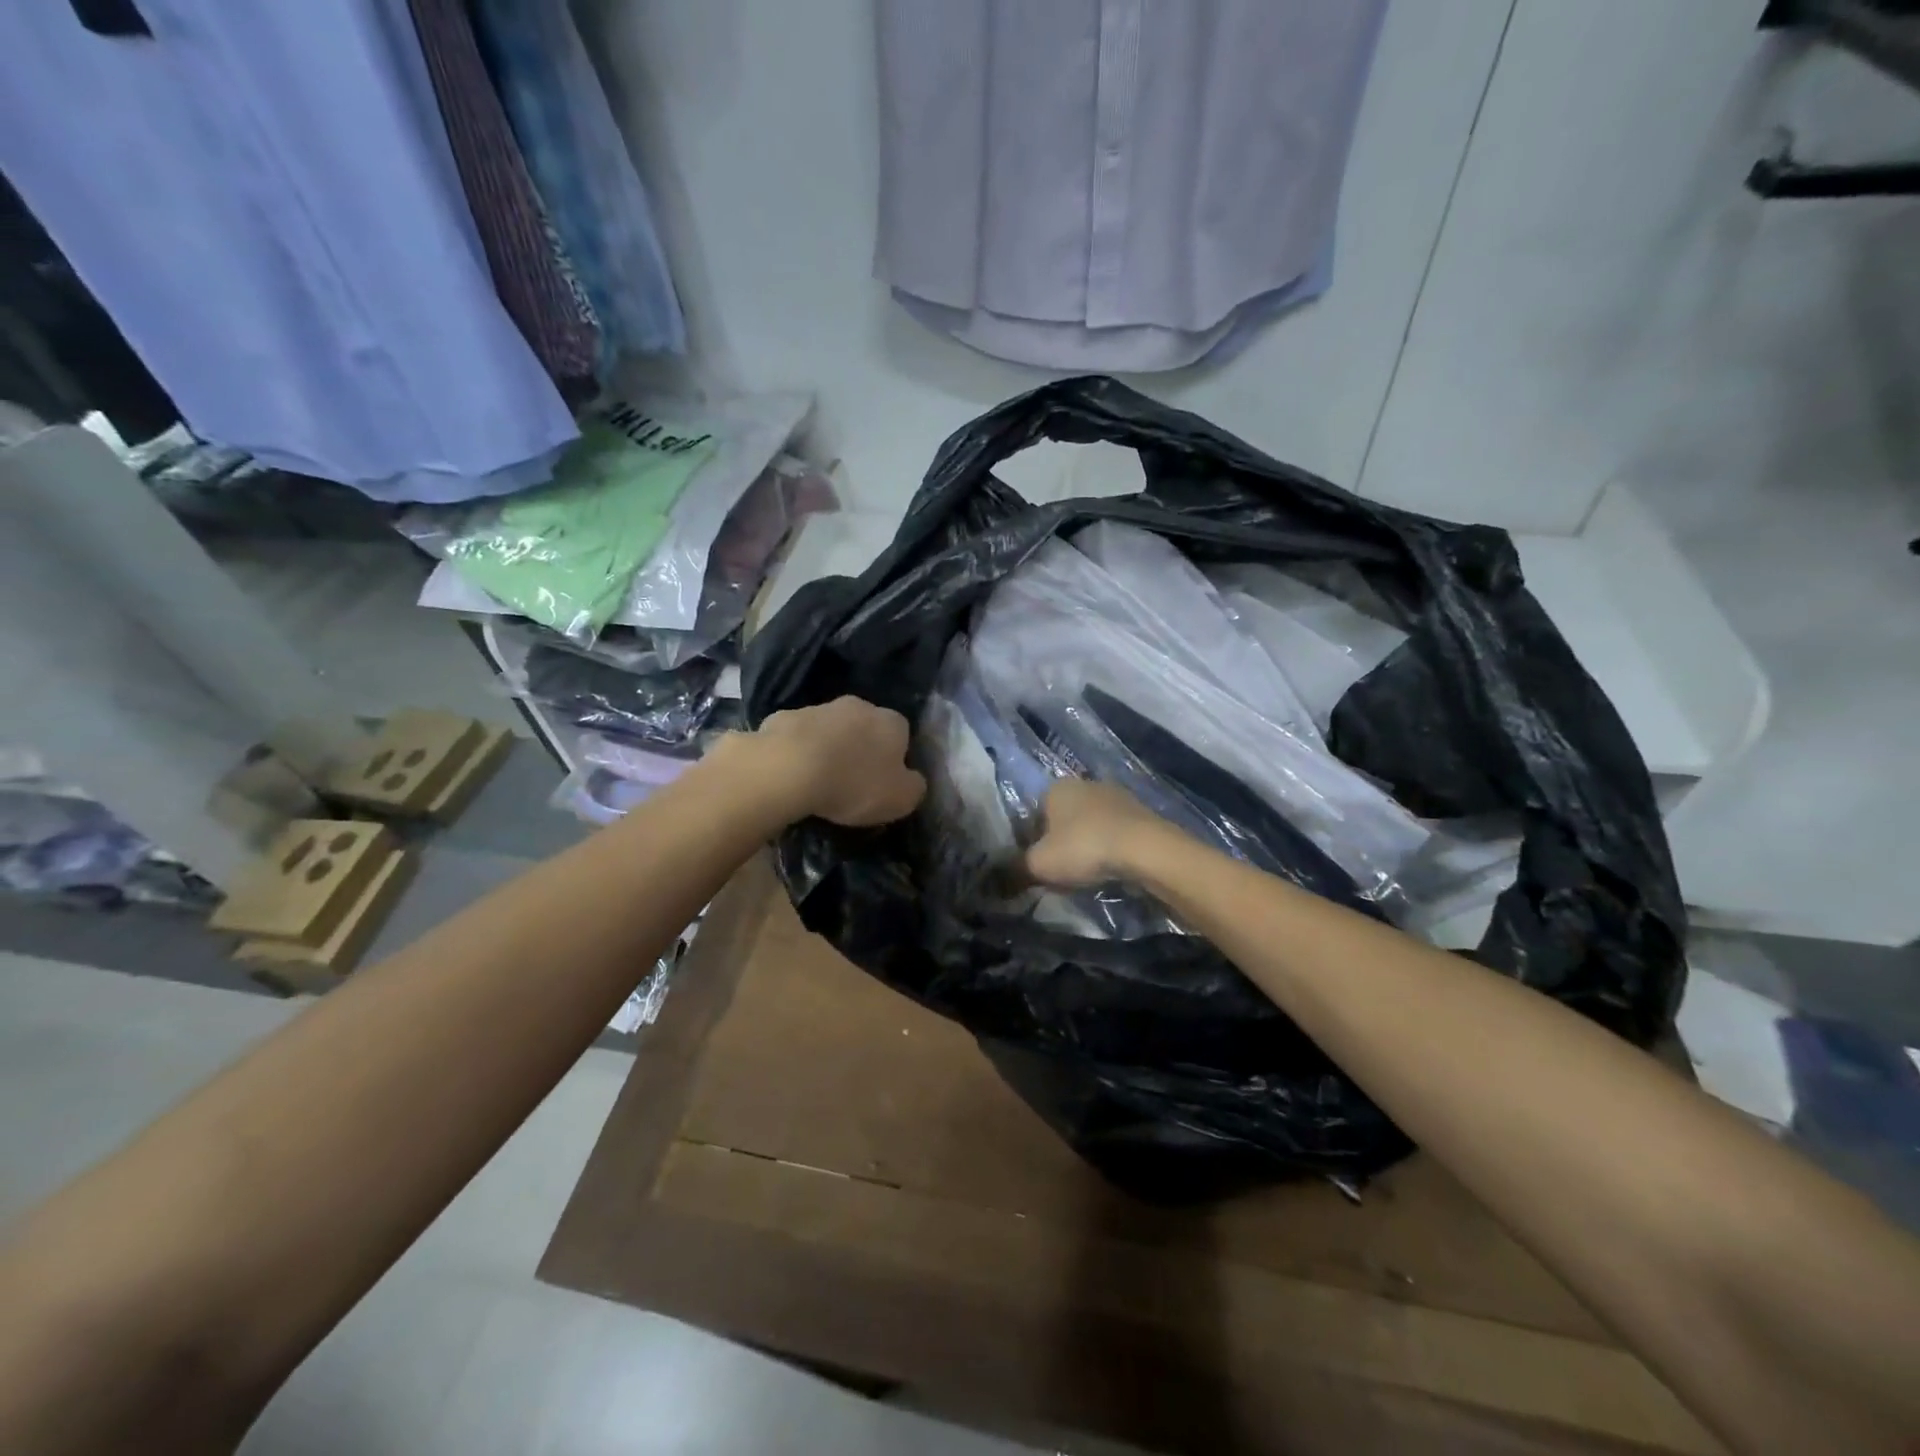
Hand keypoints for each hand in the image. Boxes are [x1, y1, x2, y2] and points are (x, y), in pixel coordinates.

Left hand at [749, 696, 926, 827]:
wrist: (789, 769)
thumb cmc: (854, 784)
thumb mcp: (901, 799)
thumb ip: (914, 787)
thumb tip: (913, 780)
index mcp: (892, 722)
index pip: (902, 735)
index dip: (895, 759)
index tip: (884, 783)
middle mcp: (859, 706)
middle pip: (866, 727)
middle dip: (861, 748)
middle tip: (852, 781)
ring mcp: (819, 708)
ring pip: (830, 728)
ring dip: (829, 747)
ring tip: (819, 780)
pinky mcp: (783, 717)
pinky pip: (797, 736)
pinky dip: (797, 750)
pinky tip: (791, 774)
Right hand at [1024, 780, 1170, 887]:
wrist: (1145, 849)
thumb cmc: (1083, 848)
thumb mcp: (1038, 865)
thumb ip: (1014, 870)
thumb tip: (997, 880)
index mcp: (1055, 787)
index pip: (1032, 816)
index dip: (1030, 844)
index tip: (1036, 867)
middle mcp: (1084, 783)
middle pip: (1062, 820)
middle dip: (1060, 844)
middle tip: (1061, 874)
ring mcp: (1116, 796)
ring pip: (1090, 825)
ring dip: (1087, 846)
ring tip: (1088, 875)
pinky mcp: (1141, 812)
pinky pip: (1115, 833)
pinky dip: (1110, 849)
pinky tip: (1111, 869)